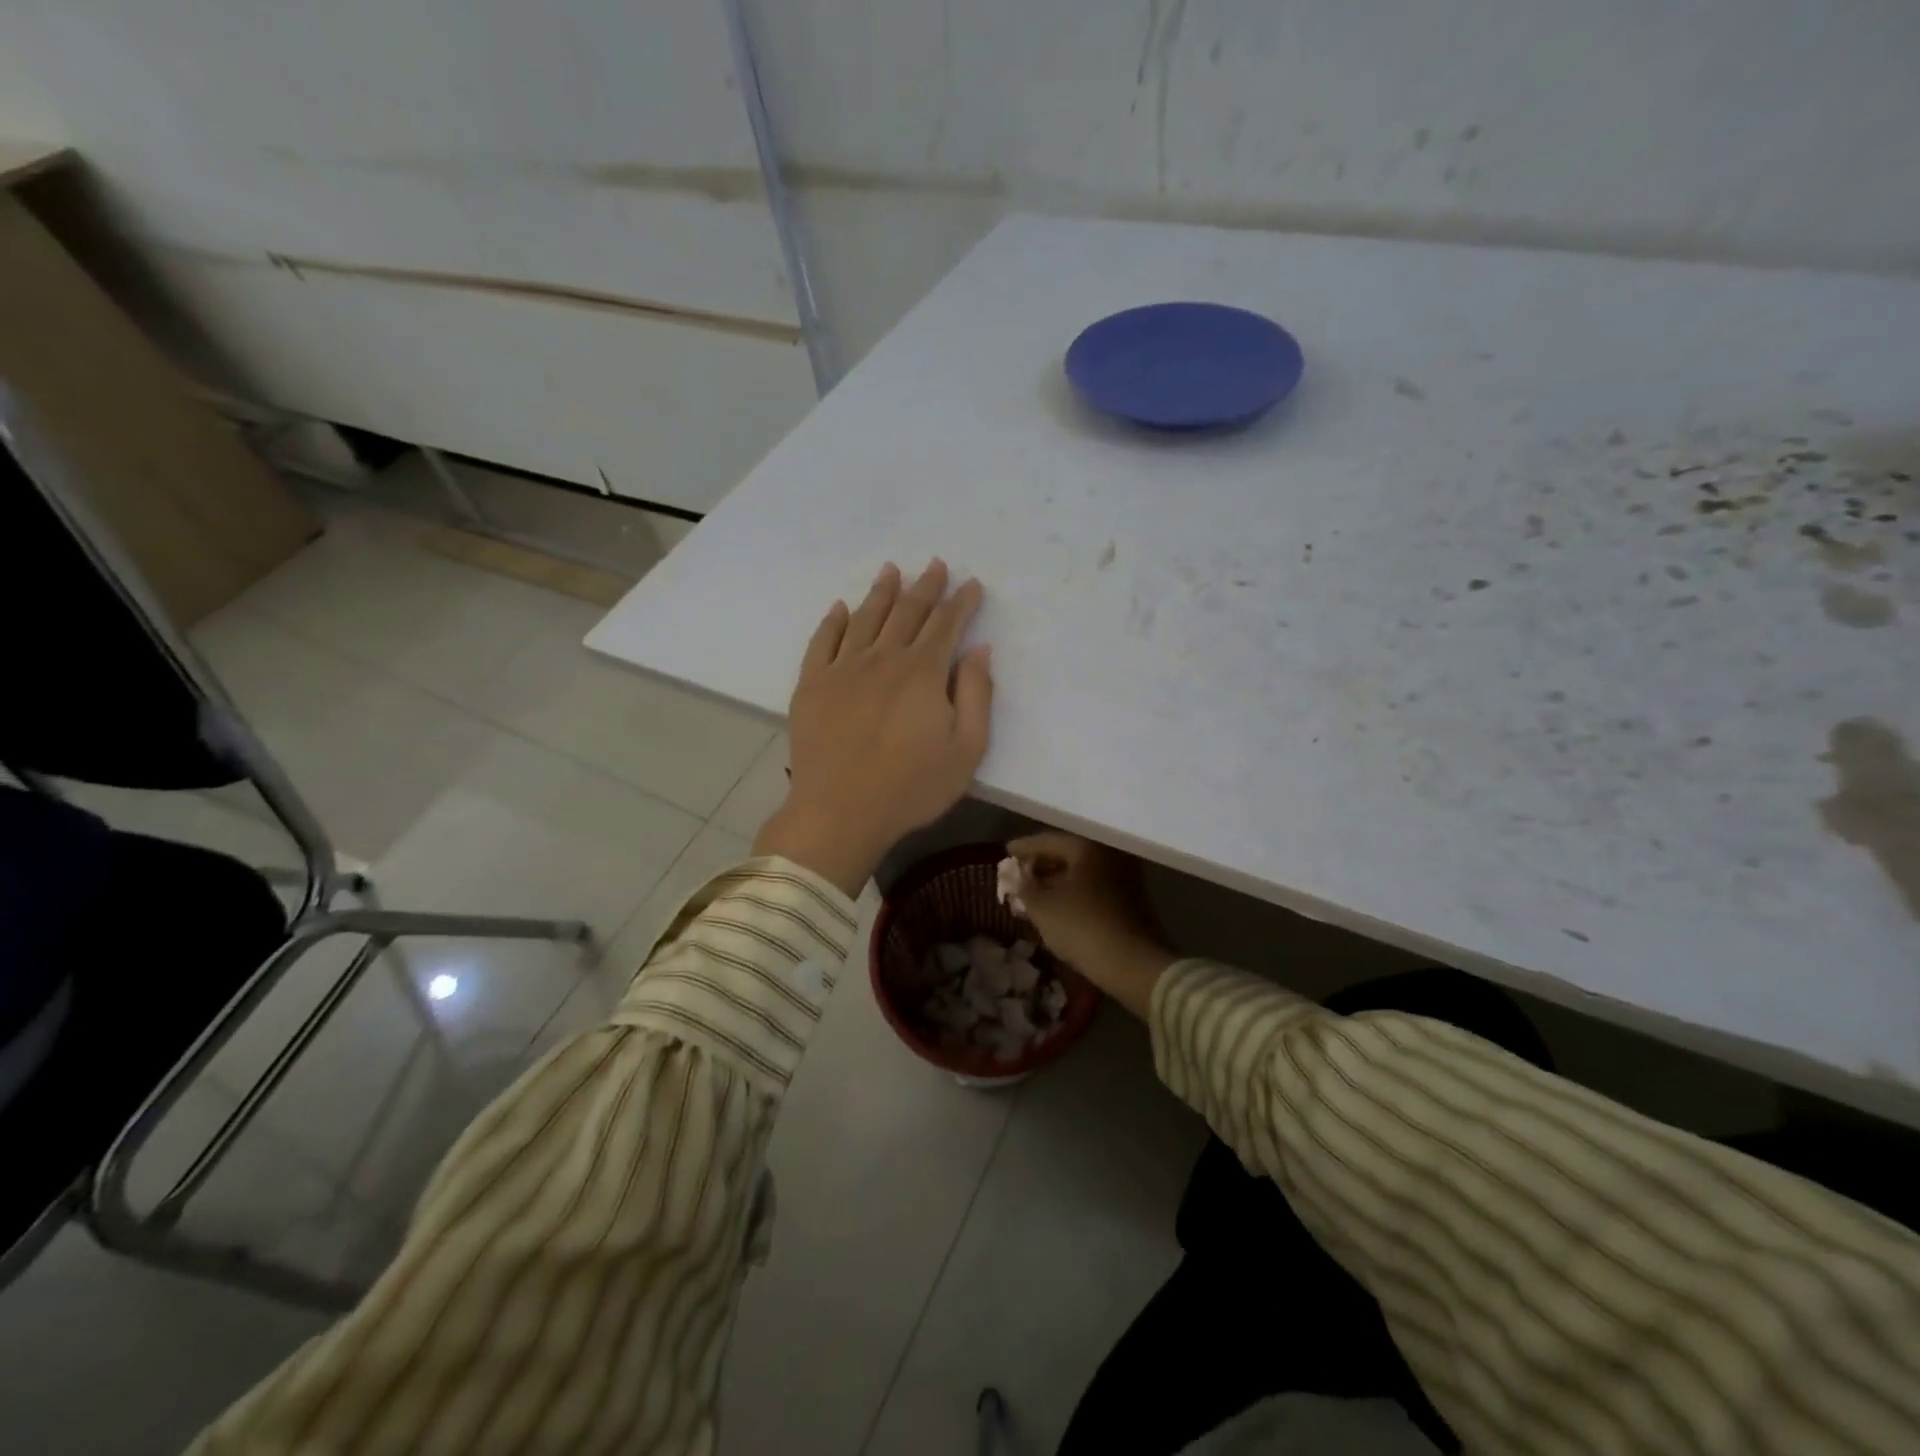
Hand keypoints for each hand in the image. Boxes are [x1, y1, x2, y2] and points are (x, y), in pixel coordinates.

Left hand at [755, 560, 992, 895]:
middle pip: (907, 613)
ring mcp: (842, 668)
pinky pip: (822, 641)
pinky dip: (833, 620)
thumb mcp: (966, 750)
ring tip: (891, 570)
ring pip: (865, 618)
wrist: (840, 812)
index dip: (961, 602)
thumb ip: (977, 695)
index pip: (946, 625)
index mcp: (923, 672)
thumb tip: (980, 650)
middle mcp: (883, 658)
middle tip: (935, 564)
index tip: (971, 584)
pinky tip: (840, 607)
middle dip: (926, 587)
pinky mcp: (811, 685)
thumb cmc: (912, 787)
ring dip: (881, 592)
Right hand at [1005, 833, 1174, 1019]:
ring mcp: (1124, 876)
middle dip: (1039, 866)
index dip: (1023, 848)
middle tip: (1017, 875)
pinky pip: (1093, 887)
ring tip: (1032, 893)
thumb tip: (1014, 875)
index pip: (1048, 841)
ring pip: (1080, 873)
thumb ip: (1023, 886)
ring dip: (1055, 882)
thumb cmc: (1083, 928)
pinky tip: (1056, 907)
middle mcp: (1109, 854)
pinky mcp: (1131, 899)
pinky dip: (1072, 893)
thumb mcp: (1042, 908)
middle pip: (1066, 854)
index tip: (1005, 852)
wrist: (1134, 964)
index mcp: (1088, 847)